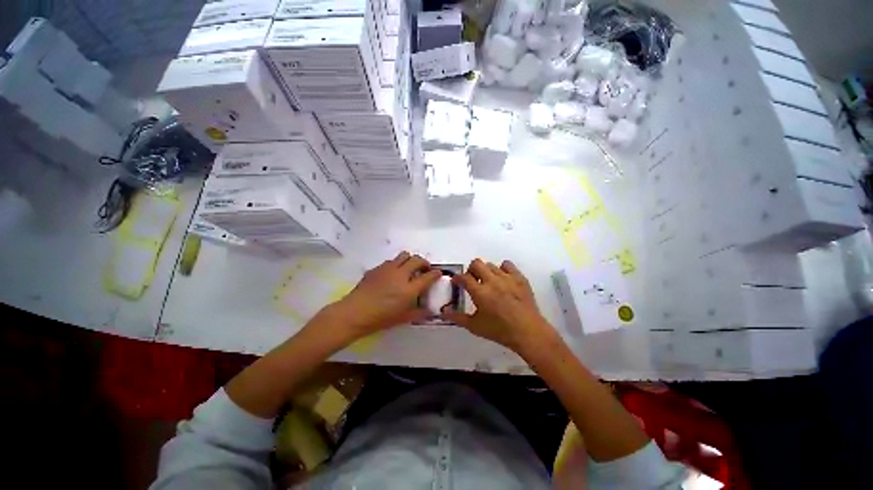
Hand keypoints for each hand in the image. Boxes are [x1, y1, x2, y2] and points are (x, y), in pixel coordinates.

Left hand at [326, 251, 440, 339]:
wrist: (354, 313)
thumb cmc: (380, 319)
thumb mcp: (402, 318)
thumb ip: (418, 313)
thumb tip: (430, 311)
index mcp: (409, 289)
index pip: (428, 277)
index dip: (435, 273)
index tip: (438, 273)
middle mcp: (400, 275)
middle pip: (417, 260)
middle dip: (424, 262)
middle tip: (424, 269)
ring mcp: (388, 269)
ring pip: (404, 255)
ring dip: (410, 260)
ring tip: (409, 268)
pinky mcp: (377, 268)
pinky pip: (391, 261)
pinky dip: (396, 264)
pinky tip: (392, 274)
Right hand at [442, 259, 555, 355]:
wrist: (528, 332)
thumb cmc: (499, 331)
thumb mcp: (475, 326)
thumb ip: (457, 317)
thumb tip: (443, 312)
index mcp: (480, 292)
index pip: (464, 277)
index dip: (457, 278)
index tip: (457, 282)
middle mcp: (492, 281)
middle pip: (476, 263)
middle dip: (471, 270)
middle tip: (473, 280)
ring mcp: (507, 278)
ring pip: (491, 264)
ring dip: (486, 271)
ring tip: (489, 282)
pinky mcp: (519, 278)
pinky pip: (507, 265)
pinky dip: (502, 269)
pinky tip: (503, 279)